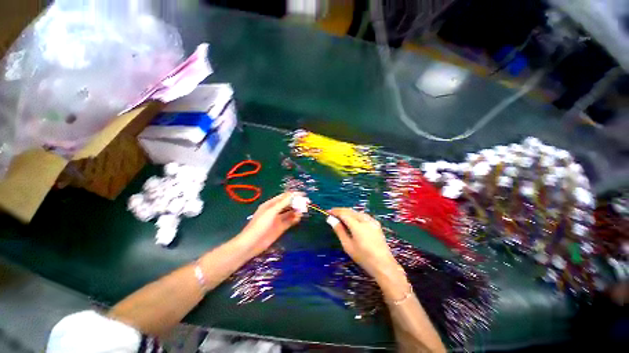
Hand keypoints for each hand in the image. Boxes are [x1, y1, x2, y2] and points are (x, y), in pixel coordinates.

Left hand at [237, 192, 303, 257]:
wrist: (252, 243)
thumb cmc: (260, 224)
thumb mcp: (271, 211)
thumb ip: (283, 203)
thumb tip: (293, 194)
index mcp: (271, 204)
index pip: (284, 197)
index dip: (293, 195)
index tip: (303, 195)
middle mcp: (275, 210)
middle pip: (288, 204)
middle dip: (296, 203)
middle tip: (306, 203)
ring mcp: (278, 219)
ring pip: (290, 212)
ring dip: (296, 211)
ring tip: (303, 210)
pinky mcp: (281, 228)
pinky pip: (290, 221)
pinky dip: (295, 219)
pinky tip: (299, 217)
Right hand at [328, 208, 400, 280]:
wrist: (384, 265)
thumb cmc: (363, 257)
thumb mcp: (348, 245)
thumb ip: (339, 230)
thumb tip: (330, 219)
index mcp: (357, 225)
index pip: (344, 213)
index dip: (335, 211)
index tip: (328, 212)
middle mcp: (365, 220)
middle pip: (350, 211)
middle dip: (341, 210)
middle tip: (332, 213)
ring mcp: (372, 221)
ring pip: (357, 212)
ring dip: (348, 212)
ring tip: (340, 216)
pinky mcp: (376, 224)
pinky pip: (363, 215)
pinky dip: (355, 215)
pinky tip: (352, 219)